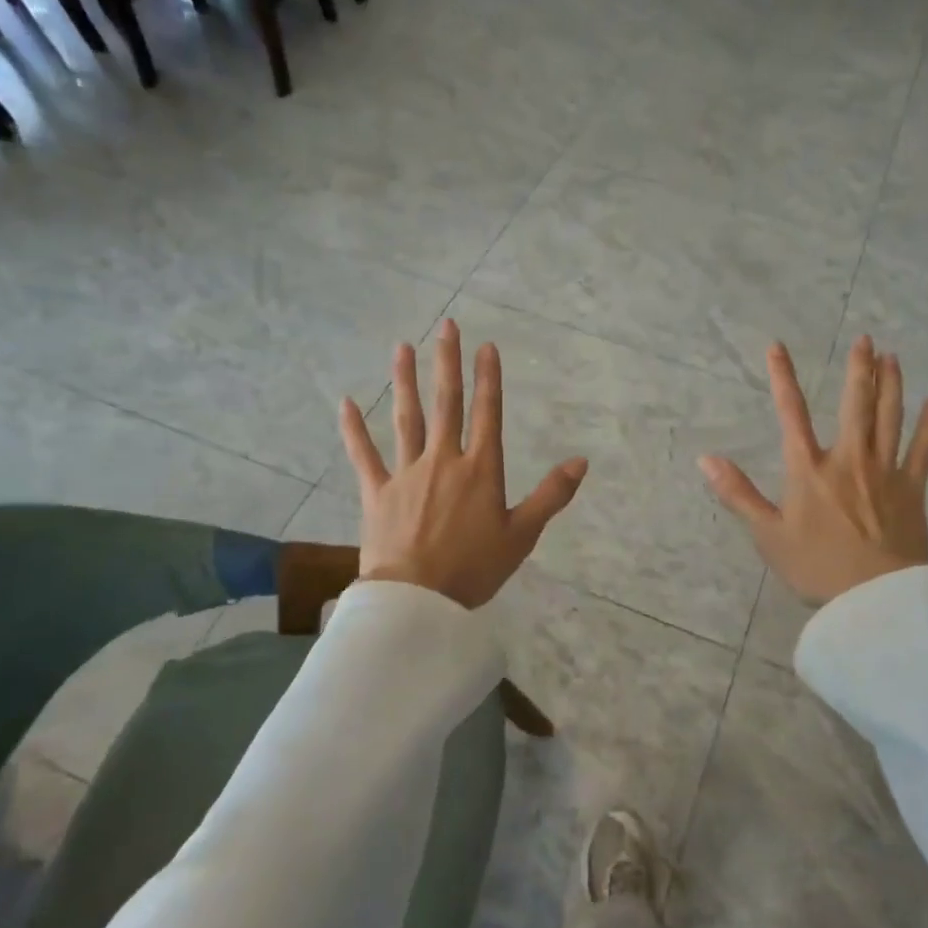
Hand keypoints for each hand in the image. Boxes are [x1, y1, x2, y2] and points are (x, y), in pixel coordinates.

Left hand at [340, 319, 587, 609]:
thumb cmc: (474, 569)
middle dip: (448, 363)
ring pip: (406, 418)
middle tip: (446, 327)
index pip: (488, 413)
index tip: (486, 346)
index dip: (489, 378)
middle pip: (446, 403)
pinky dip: (353, 429)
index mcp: (480, 470)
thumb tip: (581, 461)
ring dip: (404, 381)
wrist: (416, 600)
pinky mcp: (377, 492)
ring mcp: (407, 473)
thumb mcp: (522, 535)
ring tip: (402, 346)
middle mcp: (443, 460)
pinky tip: (346, 402)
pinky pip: (363, 455)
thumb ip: (551, 495)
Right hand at [700, 336, 927, 605]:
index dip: (783, 378)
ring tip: (893, 357)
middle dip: (858, 369)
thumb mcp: (767, 534)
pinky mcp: (912, 488)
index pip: (792, 414)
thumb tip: (705, 459)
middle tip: (865, 339)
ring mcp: (885, 471)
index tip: (777, 347)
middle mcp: (848, 459)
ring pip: (890, 418)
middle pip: (855, 405)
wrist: (874, 597)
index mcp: (810, 469)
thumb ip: (737, 493)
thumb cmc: (816, 566)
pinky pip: (924, 449)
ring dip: (891, 385)